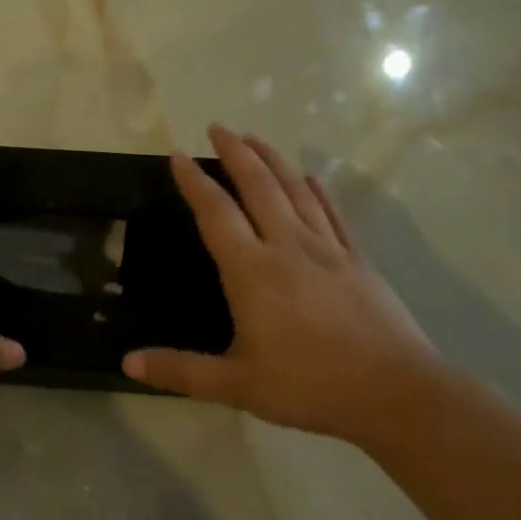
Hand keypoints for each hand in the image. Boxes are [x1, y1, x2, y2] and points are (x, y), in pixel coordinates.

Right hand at [124, 124, 443, 443]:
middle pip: (258, 186)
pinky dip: (319, 190)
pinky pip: (333, 213)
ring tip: (256, 138)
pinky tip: (312, 178)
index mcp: (253, 271)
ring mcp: (328, 249)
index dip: (194, 182)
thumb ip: (181, 371)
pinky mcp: (357, 259)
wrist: (393, 392)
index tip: (179, 155)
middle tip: (218, 127)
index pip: (216, 214)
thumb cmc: (308, 385)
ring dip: (273, 160)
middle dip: (236, 152)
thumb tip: (127, 363)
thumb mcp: (237, 385)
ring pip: (296, 190)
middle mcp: (288, 246)